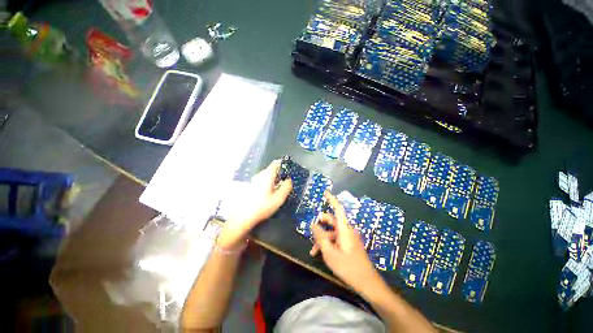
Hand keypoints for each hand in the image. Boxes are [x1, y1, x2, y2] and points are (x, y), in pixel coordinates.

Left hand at [218, 160, 291, 249]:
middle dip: (279, 174)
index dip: (283, 165)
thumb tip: (289, 180)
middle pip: (271, 170)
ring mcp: (254, 180)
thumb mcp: (279, 198)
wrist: (244, 216)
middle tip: (285, 182)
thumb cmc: (263, 206)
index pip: (276, 164)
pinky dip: (268, 184)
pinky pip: (262, 181)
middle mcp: (259, 175)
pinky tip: (269, 193)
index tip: (288, 171)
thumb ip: (286, 187)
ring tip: (278, 188)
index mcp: (267, 175)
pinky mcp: (251, 186)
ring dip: (273, 179)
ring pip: (266, 176)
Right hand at [310, 192, 381, 292]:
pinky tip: (320, 253)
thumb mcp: (329, 252)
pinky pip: (336, 239)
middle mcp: (347, 230)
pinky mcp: (349, 244)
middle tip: (310, 231)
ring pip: (332, 232)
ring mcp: (348, 237)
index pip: (338, 209)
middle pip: (331, 222)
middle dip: (320, 226)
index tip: (325, 192)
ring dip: (322, 239)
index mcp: (344, 229)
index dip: (332, 199)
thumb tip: (313, 224)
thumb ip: (320, 237)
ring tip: (313, 251)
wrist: (367, 283)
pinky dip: (328, 243)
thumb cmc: (348, 267)